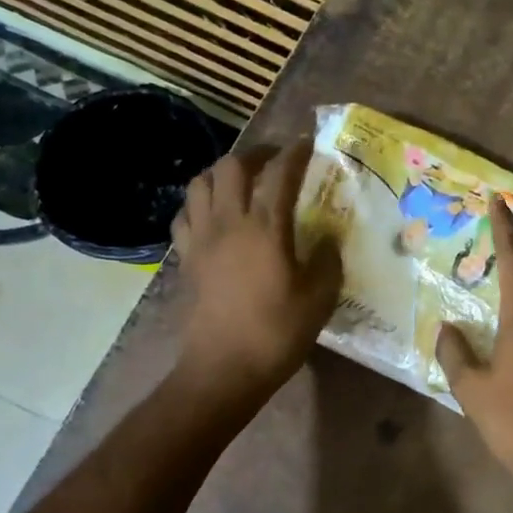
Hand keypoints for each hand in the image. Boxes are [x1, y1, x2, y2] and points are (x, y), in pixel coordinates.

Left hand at [171, 140, 340, 397]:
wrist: (223, 369)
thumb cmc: (277, 333)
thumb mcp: (319, 299)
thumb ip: (328, 261)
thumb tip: (328, 241)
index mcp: (266, 229)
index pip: (280, 174)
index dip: (295, 152)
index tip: (307, 142)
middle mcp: (229, 223)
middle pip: (231, 166)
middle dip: (255, 154)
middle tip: (274, 160)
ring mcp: (201, 239)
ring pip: (199, 183)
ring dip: (221, 173)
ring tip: (241, 182)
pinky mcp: (185, 258)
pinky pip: (184, 216)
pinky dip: (198, 204)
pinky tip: (212, 215)